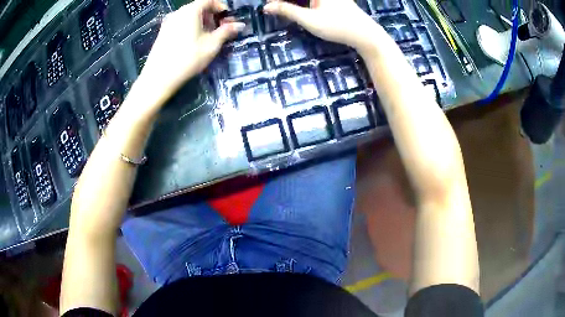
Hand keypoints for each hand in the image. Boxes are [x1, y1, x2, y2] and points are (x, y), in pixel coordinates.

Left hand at [136, 0, 244, 109]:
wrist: (159, 77)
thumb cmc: (188, 59)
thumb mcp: (212, 45)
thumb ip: (226, 31)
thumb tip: (240, 25)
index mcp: (190, 11)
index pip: (209, 0)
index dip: (221, 7)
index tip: (227, 19)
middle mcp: (178, 13)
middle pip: (199, 7)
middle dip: (212, 16)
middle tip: (220, 29)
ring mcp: (168, 23)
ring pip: (189, 16)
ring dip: (202, 22)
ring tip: (207, 37)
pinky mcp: (162, 33)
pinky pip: (180, 24)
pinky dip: (190, 27)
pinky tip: (193, 42)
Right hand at [263, 0, 380, 50]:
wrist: (366, 35)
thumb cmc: (337, 26)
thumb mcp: (309, 19)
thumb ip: (287, 10)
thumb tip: (266, 7)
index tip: (268, 4)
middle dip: (285, 0)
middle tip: (273, 7)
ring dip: (294, 2)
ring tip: (283, 8)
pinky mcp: (336, 1)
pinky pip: (315, 0)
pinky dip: (304, 2)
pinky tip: (299, 8)